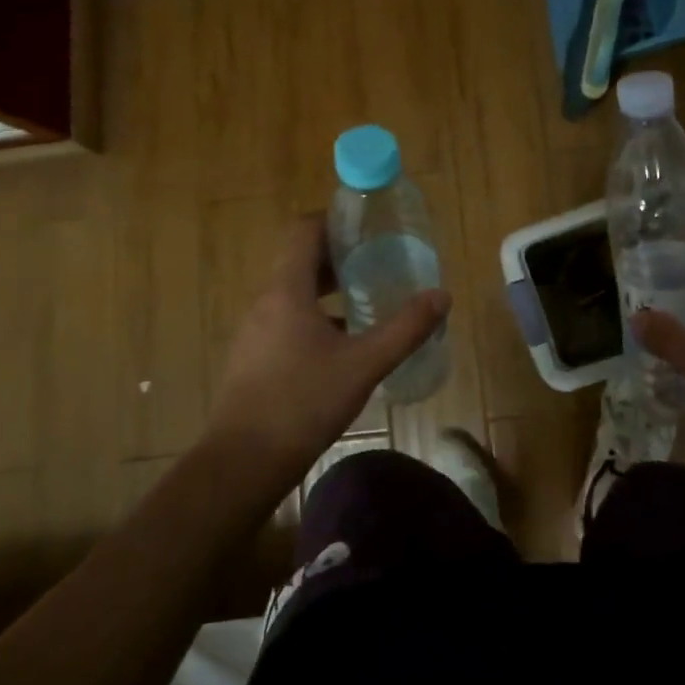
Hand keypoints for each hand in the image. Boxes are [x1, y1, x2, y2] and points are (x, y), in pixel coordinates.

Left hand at [206, 216, 449, 488]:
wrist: (243, 463)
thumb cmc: (303, 403)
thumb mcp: (363, 364)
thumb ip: (404, 329)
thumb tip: (441, 295)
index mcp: (287, 290)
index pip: (304, 230)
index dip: (335, 220)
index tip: (368, 226)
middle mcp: (266, 301)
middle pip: (300, 259)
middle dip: (339, 255)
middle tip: (378, 260)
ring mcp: (255, 330)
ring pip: (294, 291)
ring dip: (328, 288)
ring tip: (367, 297)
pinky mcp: (255, 357)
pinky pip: (287, 319)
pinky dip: (316, 316)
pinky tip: (344, 342)